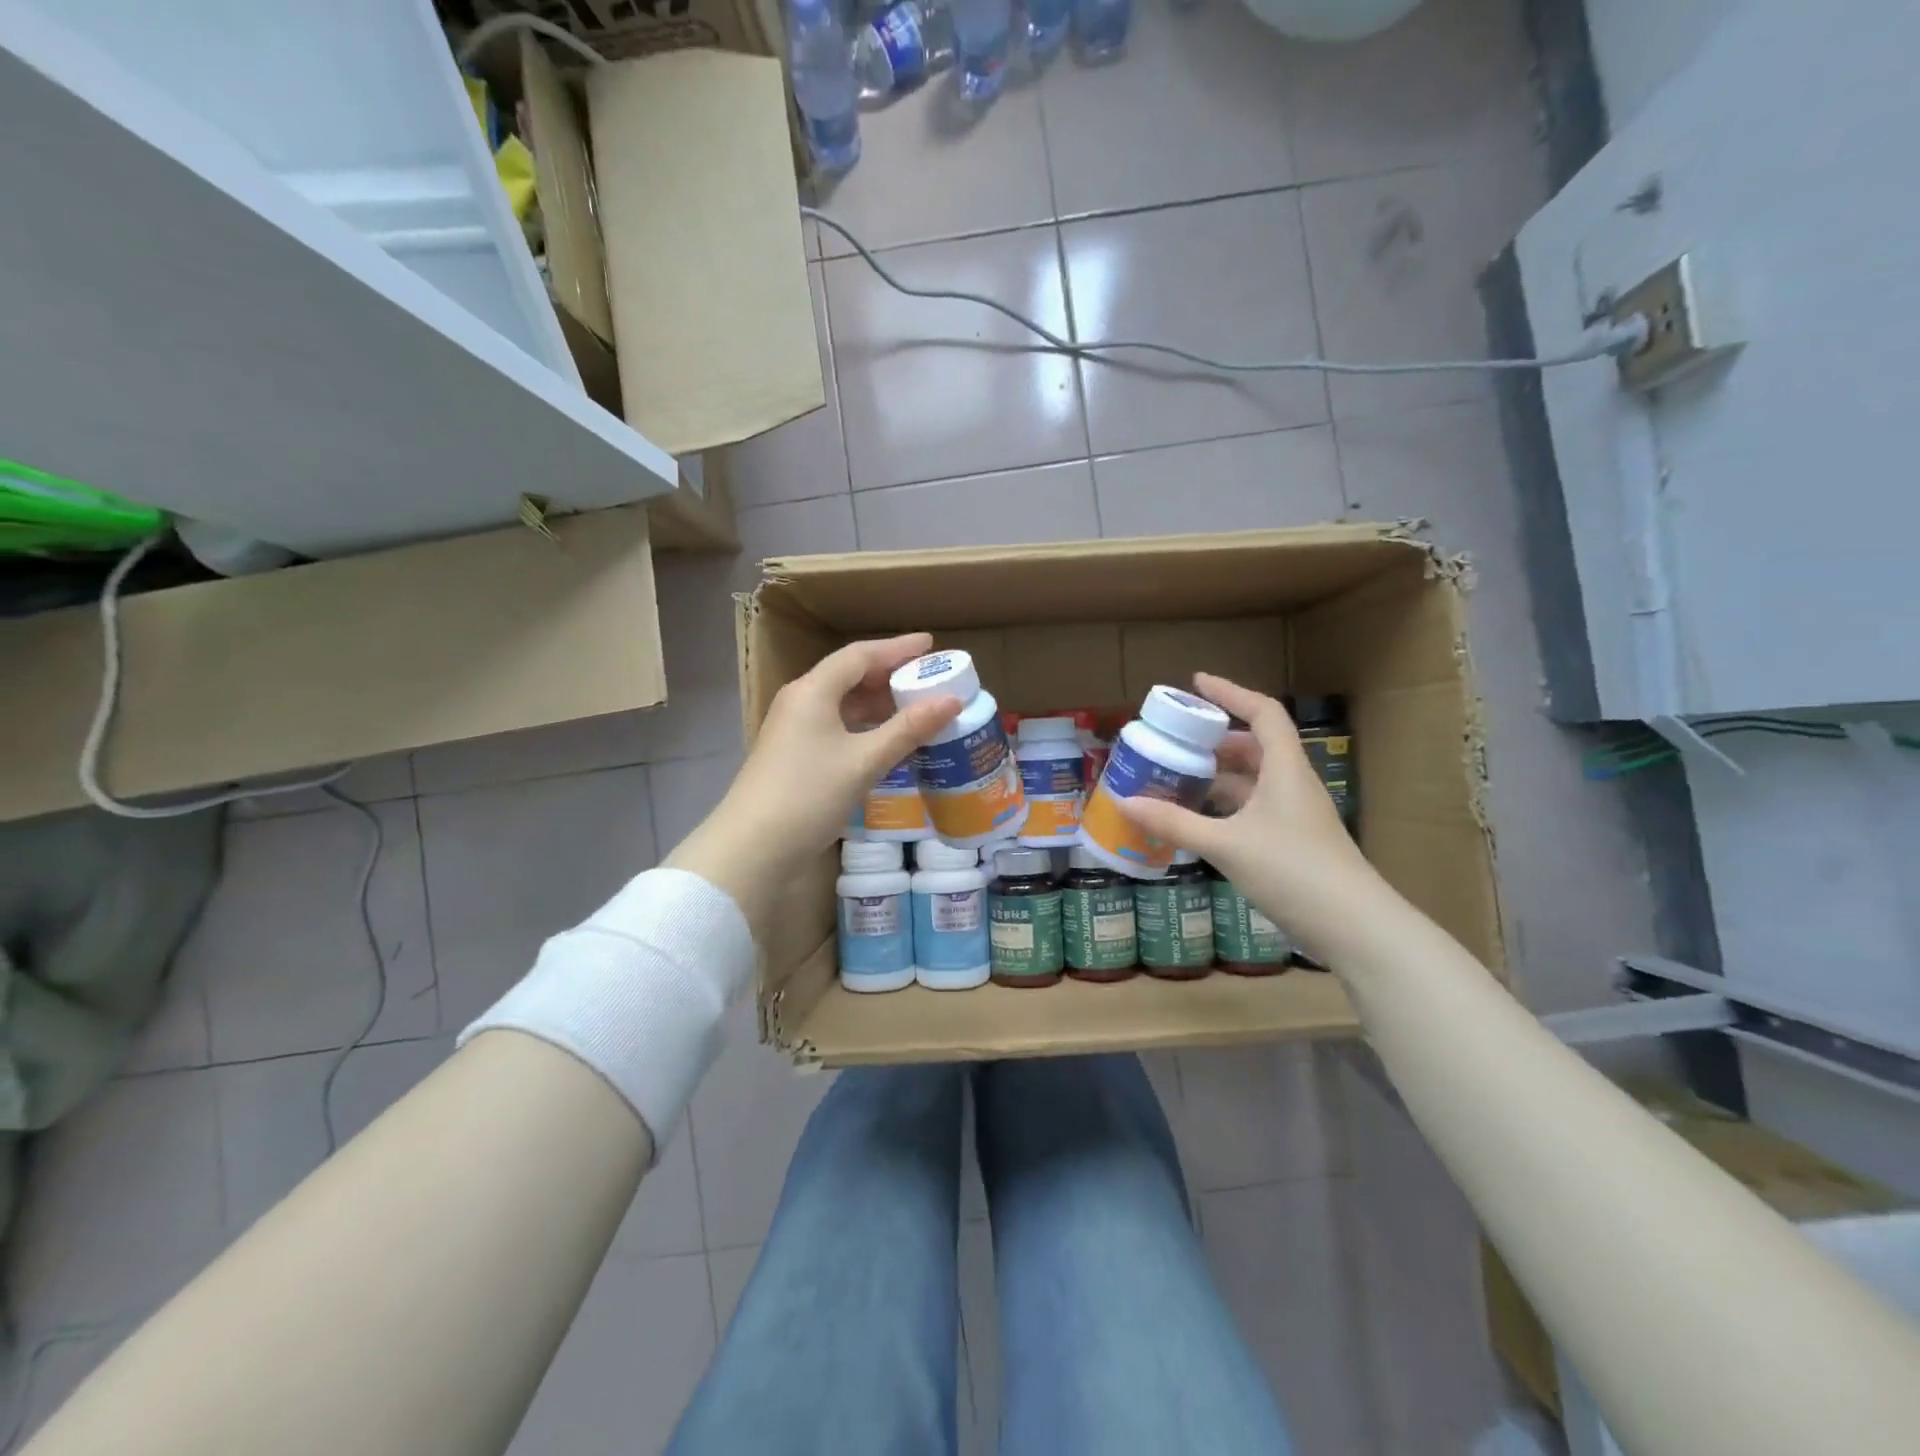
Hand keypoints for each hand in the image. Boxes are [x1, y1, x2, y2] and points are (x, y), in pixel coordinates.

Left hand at [665, 634, 959, 926]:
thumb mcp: (865, 760)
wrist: (753, 848)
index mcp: (813, 690)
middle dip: (889, 674)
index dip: (897, 648)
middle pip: (848, 675)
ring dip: (877, 703)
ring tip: (914, 707)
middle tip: (928, 679)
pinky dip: (863, 726)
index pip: (860, 655)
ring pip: (841, 703)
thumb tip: (951, 701)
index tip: (931, 645)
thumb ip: (908, 728)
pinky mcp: (793, 755)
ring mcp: (793, 729)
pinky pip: (835, 726)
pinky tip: (885, 741)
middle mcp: (800, 701)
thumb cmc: (810, 794)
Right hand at [1117, 673, 1386, 960]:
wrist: (1354, 927)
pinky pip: (1252, 810)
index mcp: (1284, 769)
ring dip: (1218, 775)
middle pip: (1255, 746)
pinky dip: (1224, 807)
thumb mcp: (1227, 845)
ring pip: (1253, 780)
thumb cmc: (1293, 871)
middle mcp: (1292, 784)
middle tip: (1177, 739)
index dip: (1230, 692)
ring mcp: (1294, 816)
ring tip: (1178, 775)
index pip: (1262, 713)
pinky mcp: (1291, 843)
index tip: (1196, 684)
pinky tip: (1197, 820)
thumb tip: (1125, 802)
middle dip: (1215, 739)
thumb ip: (1175, 823)